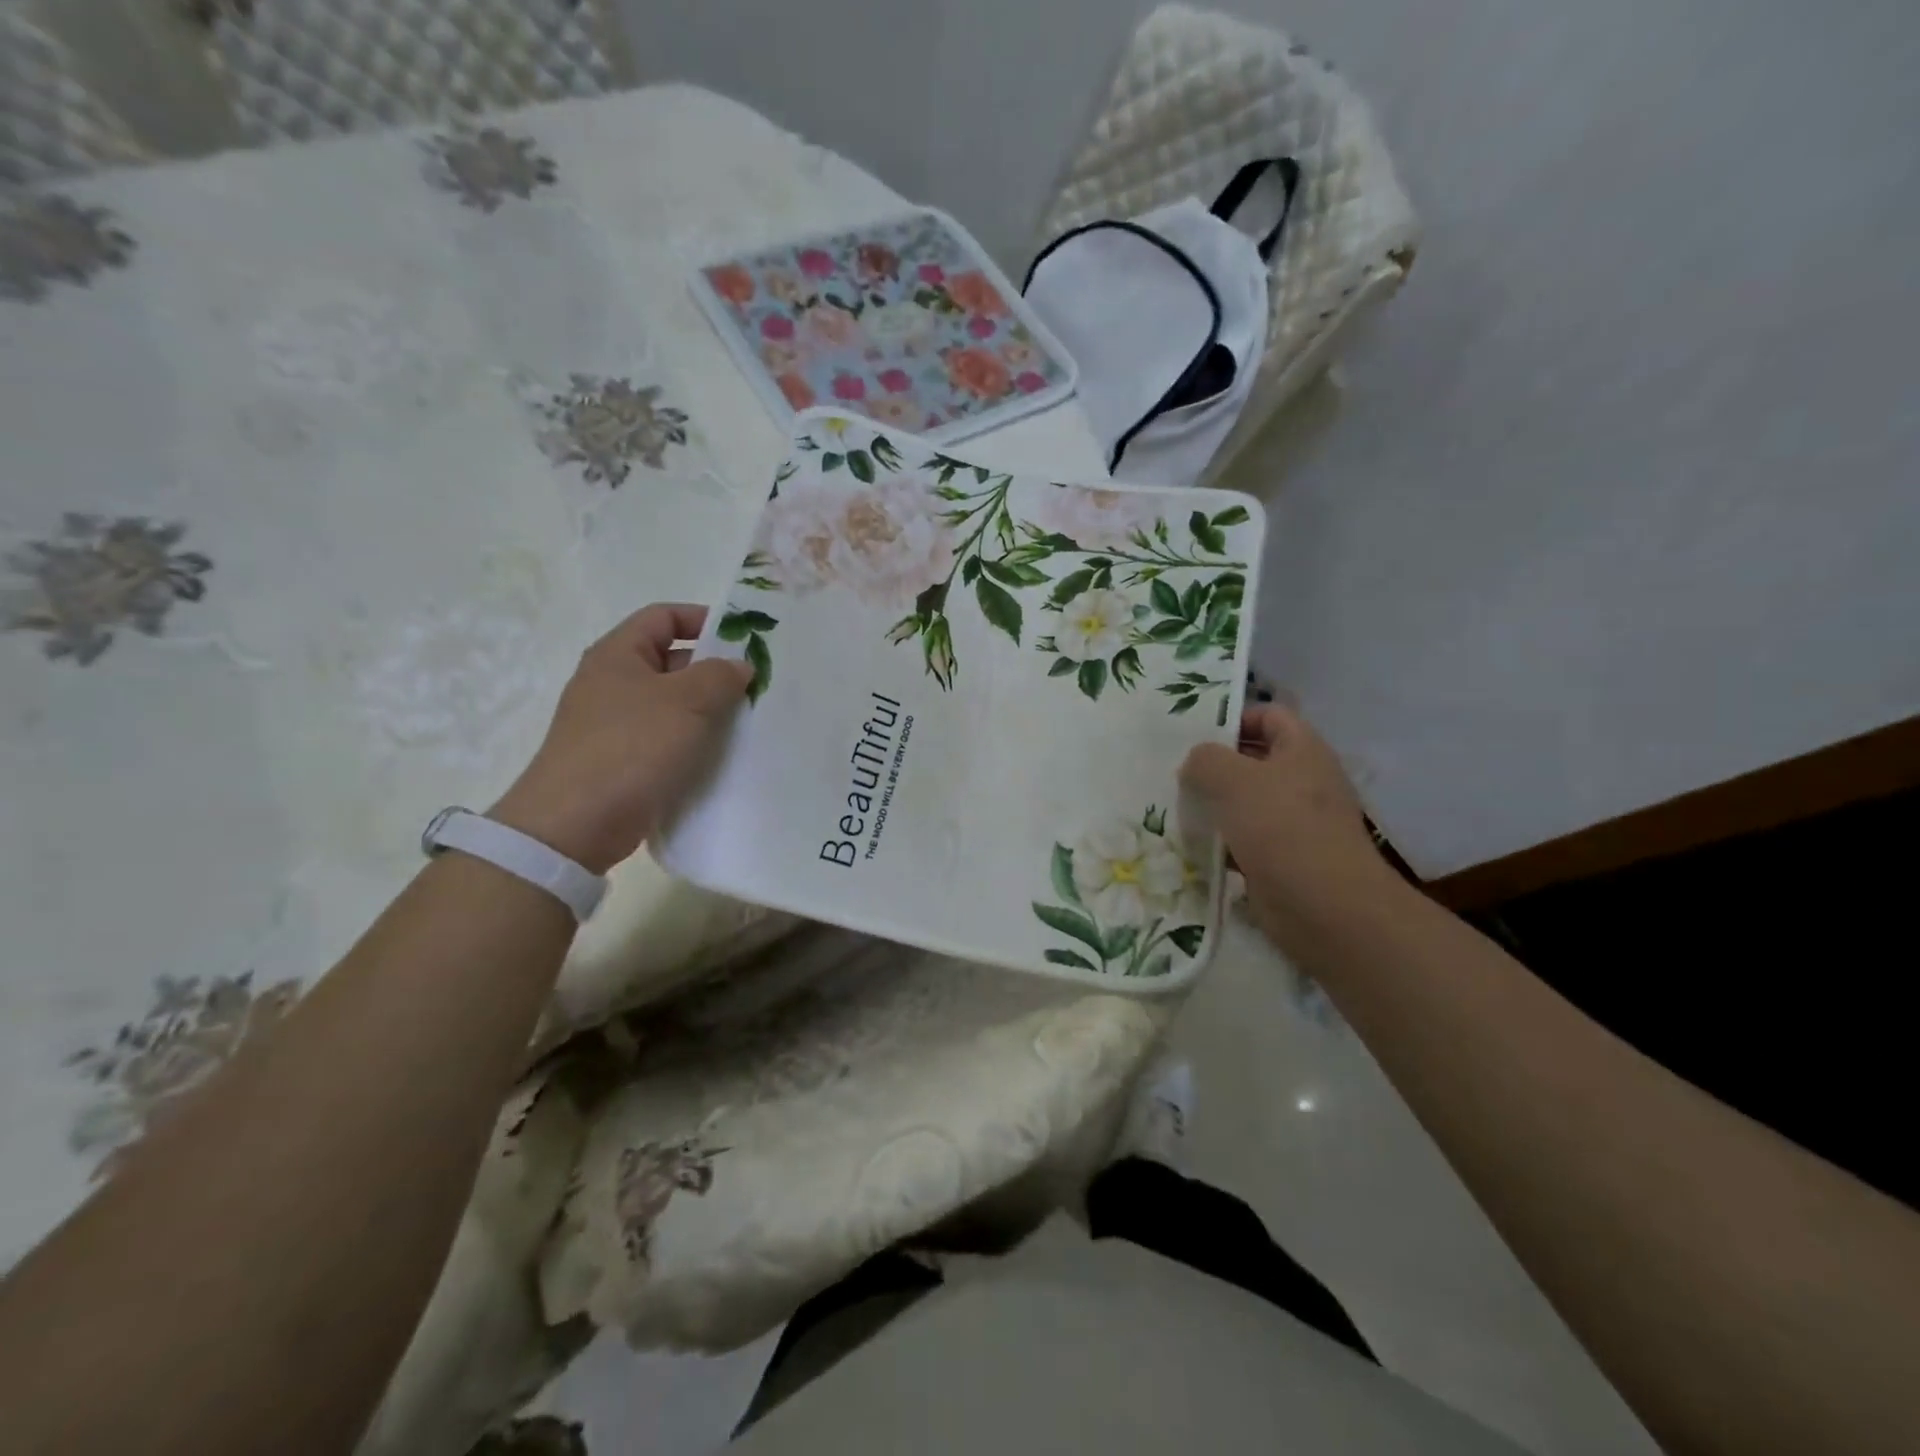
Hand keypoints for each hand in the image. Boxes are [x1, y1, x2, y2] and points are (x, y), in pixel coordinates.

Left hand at [491, 603, 750, 872]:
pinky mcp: (623, 761)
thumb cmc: (631, 747)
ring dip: (710, 710)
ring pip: (674, 704)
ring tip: (749, 721)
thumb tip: (739, 666)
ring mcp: (616, 724)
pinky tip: (724, 755)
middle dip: (715, 670)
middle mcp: (614, 683)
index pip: (663, 617)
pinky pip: (667, 739)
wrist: (576, 823)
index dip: (703, 620)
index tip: (743, 640)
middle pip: (671, 661)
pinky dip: (695, 742)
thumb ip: (720, 676)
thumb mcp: (686, 701)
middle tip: (757, 686)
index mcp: (619, 654)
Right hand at [1180, 706, 1399, 945]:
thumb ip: (1206, 760)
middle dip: (1216, 764)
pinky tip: (1194, 844)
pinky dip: (1222, 841)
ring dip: (1215, 805)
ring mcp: (1297, 822)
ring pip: (1247, 802)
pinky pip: (1246, 839)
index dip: (1233, 717)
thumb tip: (1195, 764)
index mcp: (1303, 750)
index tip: (1194, 735)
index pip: (1268, 715)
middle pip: (1255, 760)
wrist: (1326, 908)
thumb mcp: (1234, 780)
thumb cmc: (1282, 829)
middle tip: (1175, 771)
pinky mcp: (1285, 858)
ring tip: (1177, 806)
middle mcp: (1305, 781)